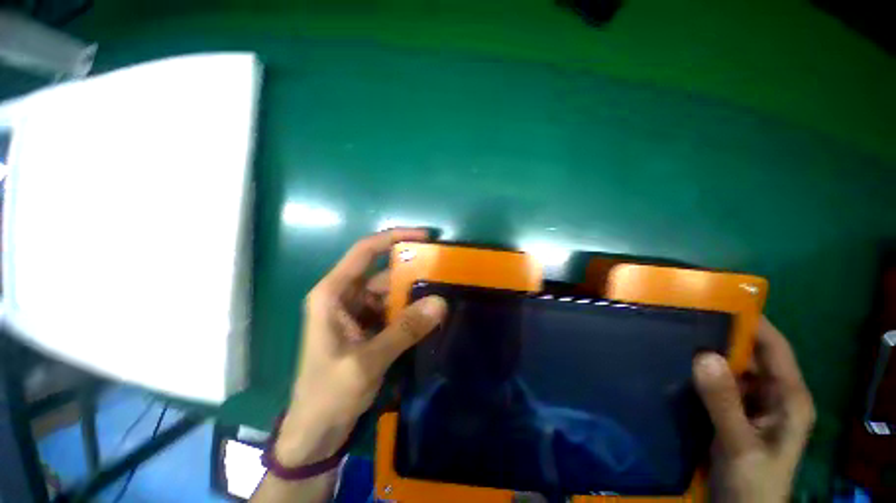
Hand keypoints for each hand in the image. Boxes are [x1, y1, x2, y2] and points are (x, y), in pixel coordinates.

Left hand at [274, 229, 447, 465]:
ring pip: (391, 292)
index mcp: (333, 293)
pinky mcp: (367, 326)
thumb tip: (440, 303)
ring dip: (413, 294)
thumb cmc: (327, 394)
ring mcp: (357, 311)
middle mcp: (344, 295)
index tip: (424, 236)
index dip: (393, 238)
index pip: (365, 251)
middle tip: (442, 273)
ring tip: (441, 294)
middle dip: (411, 273)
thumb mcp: (367, 361)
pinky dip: (409, 310)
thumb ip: (404, 330)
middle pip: (383, 272)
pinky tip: (428, 315)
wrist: (315, 432)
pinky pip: (393, 309)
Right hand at [693, 318, 815, 502]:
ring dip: (707, 356)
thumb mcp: (739, 444)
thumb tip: (702, 354)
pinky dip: (701, 375)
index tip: (717, 301)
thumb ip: (723, 401)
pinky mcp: (734, 413)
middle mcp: (773, 395)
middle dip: (720, 338)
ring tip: (675, 338)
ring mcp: (753, 404)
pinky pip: (719, 385)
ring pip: (731, 370)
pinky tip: (679, 367)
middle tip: (684, 320)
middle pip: (750, 356)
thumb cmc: (752, 482)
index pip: (774, 347)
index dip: (752, 322)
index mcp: (788, 397)